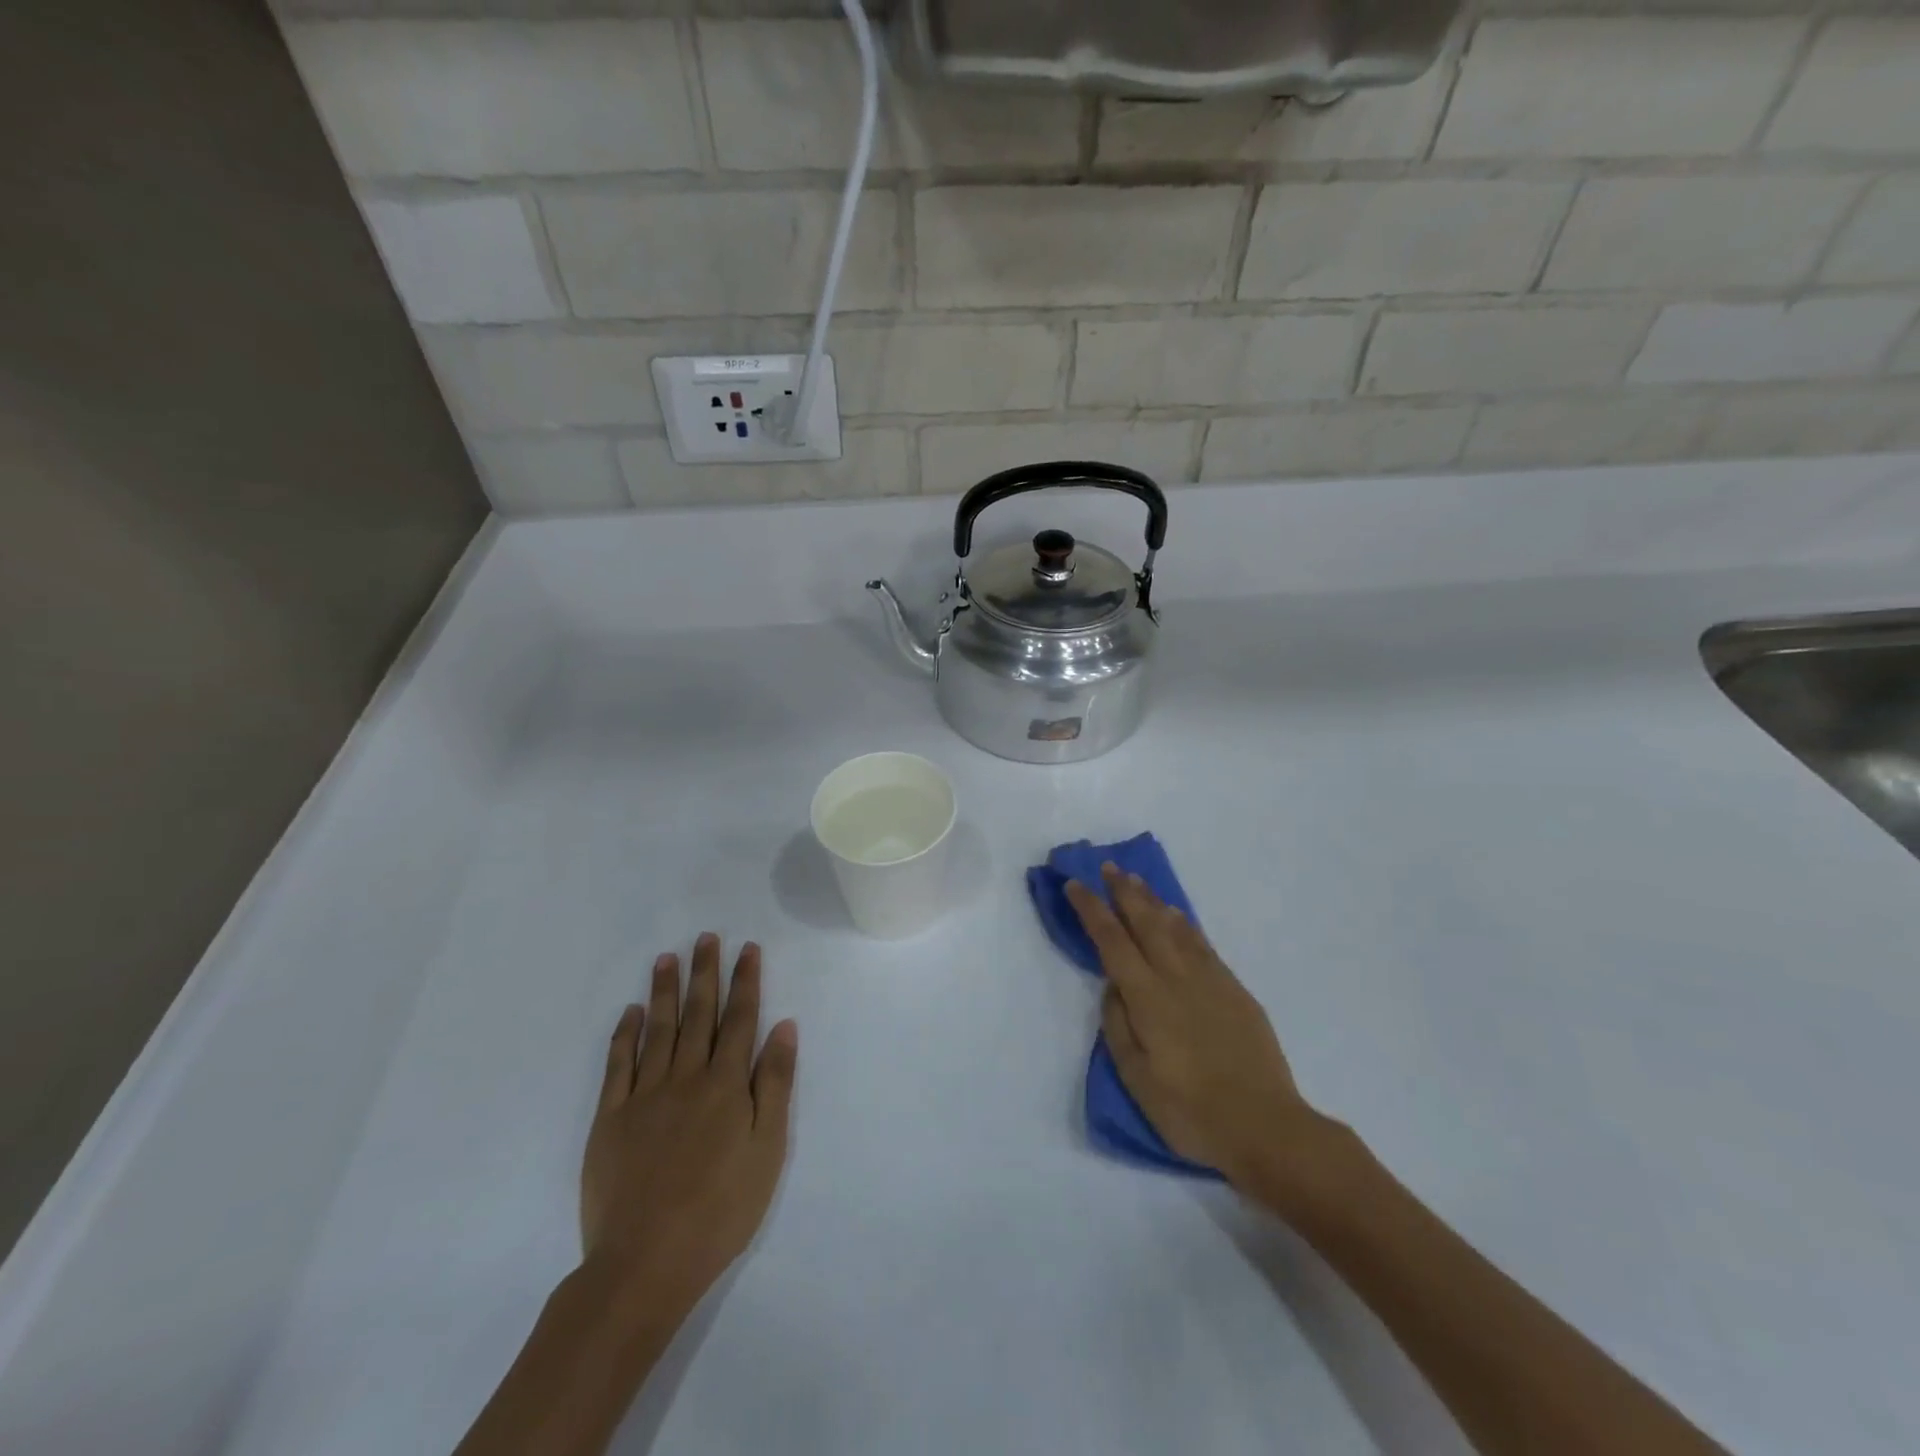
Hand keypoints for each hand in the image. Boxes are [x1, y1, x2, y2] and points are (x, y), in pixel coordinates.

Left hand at [580, 935, 796, 1324]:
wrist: (645, 1264)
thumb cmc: (721, 1209)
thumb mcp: (768, 1149)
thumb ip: (774, 1083)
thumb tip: (783, 1026)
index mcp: (726, 1085)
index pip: (740, 1019)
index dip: (745, 981)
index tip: (747, 948)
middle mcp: (686, 1077)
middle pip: (698, 1014)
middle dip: (705, 973)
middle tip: (706, 937)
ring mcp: (644, 1096)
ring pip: (657, 1030)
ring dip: (664, 991)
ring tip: (668, 958)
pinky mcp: (610, 1119)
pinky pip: (618, 1065)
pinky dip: (624, 1035)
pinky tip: (630, 1013)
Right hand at [1065, 867, 1326, 1195]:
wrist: (1266, 1127)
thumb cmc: (1191, 1111)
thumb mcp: (1137, 1078)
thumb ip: (1118, 1026)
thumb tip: (1113, 986)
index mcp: (1148, 998)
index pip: (1112, 941)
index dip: (1092, 910)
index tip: (1076, 885)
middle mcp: (1178, 977)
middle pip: (1146, 921)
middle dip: (1124, 891)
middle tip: (1109, 867)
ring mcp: (1211, 980)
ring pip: (1176, 926)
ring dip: (1153, 900)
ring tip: (1138, 882)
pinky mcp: (1235, 990)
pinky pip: (1202, 943)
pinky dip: (1184, 923)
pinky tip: (1178, 916)